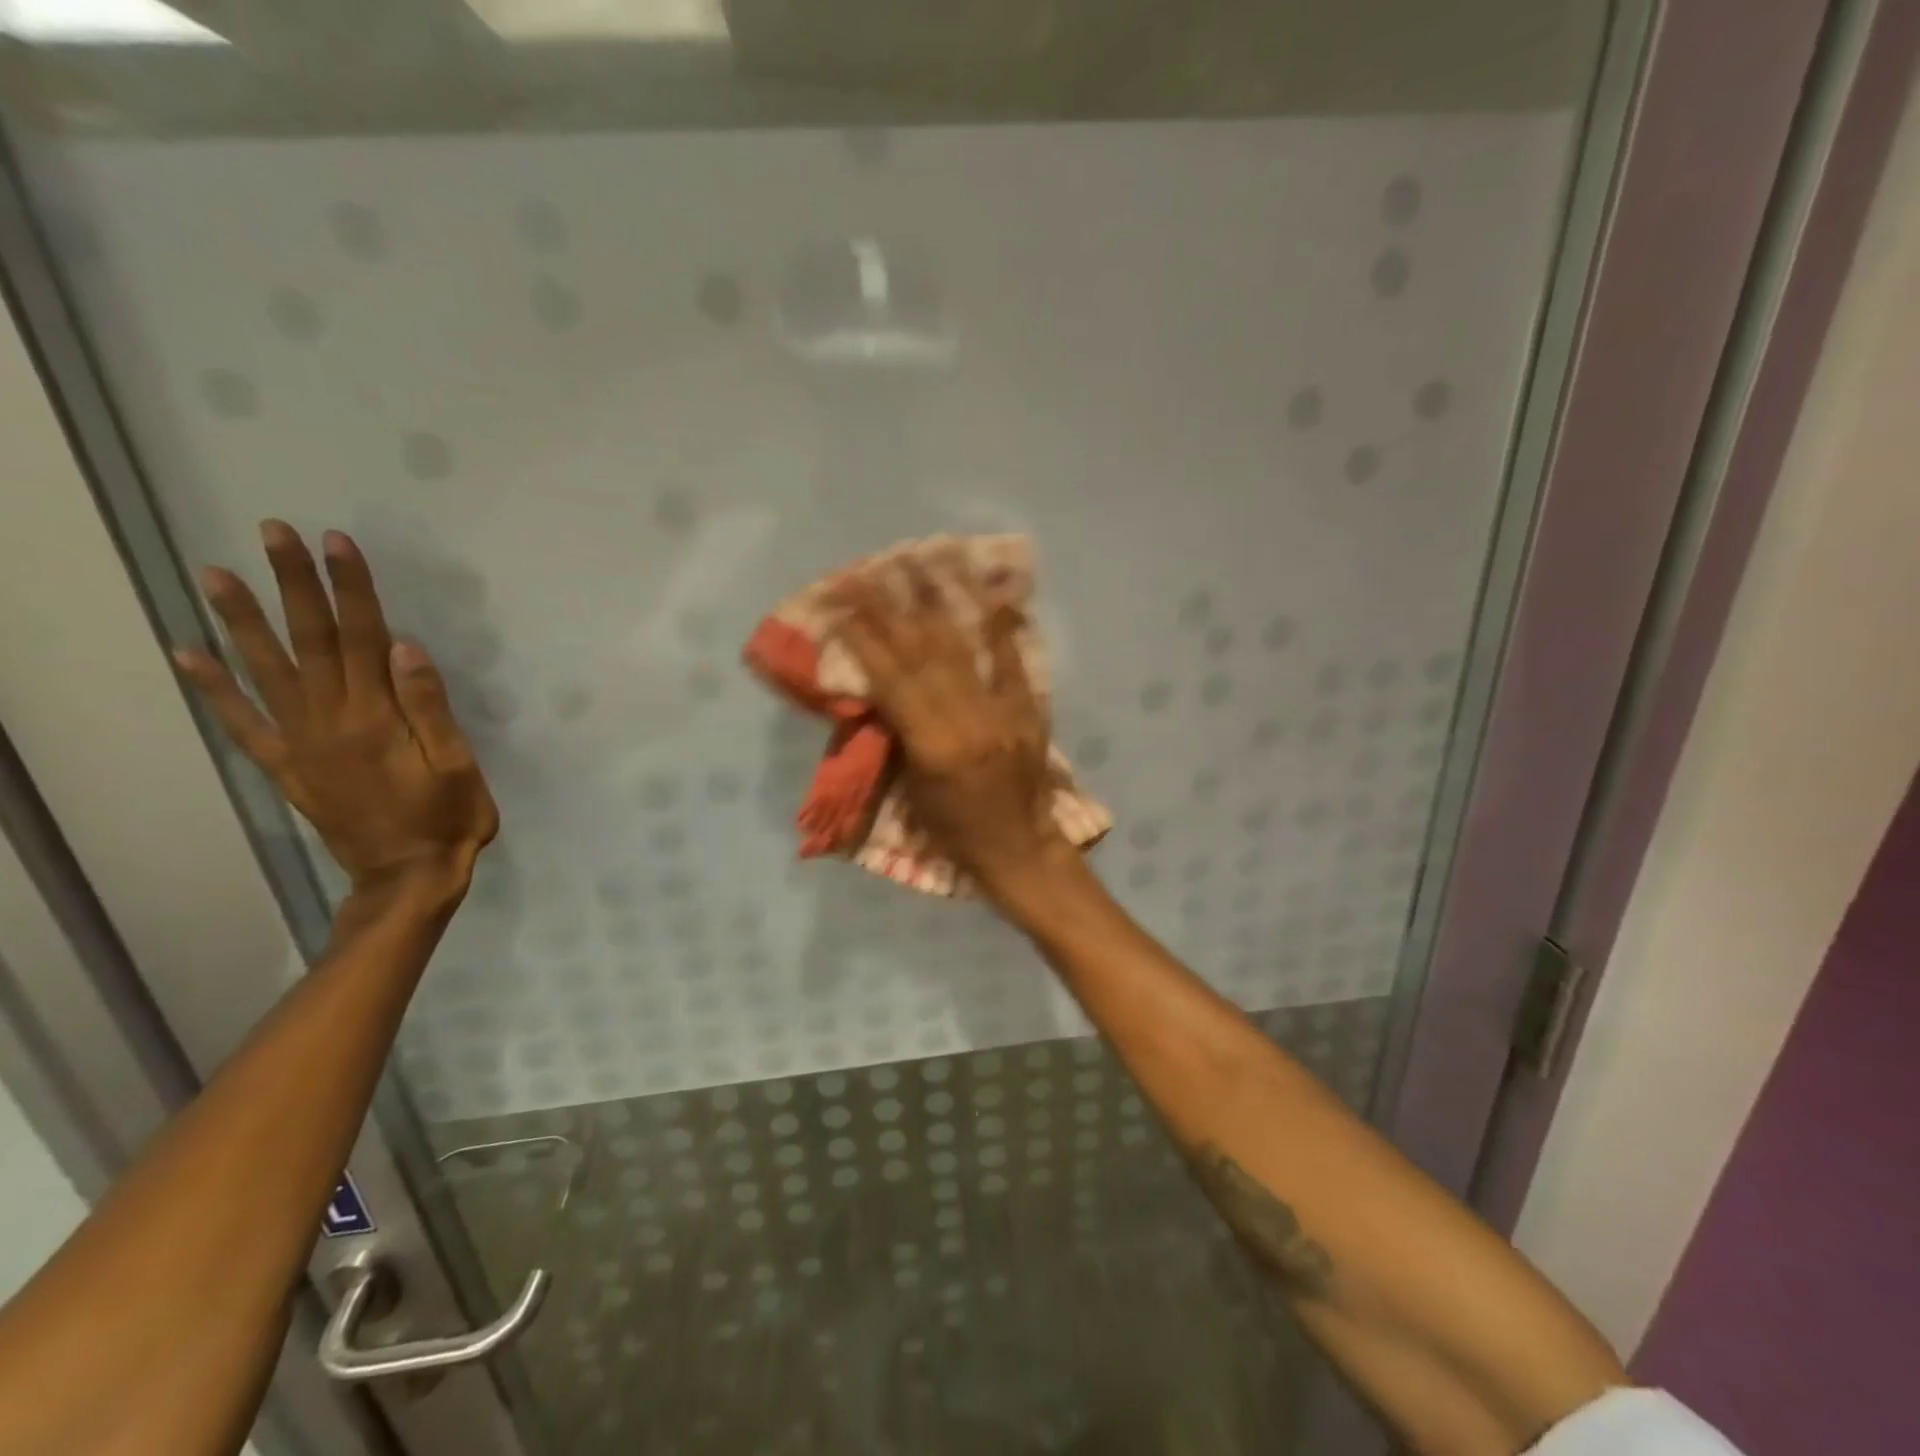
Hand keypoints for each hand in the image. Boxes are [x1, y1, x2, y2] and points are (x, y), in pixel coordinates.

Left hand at [173, 521, 497, 893]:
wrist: (409, 875)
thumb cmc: (448, 817)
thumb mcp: (458, 765)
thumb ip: (430, 707)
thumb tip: (404, 648)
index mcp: (378, 717)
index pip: (362, 637)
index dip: (350, 588)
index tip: (336, 543)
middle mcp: (329, 720)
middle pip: (310, 641)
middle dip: (294, 585)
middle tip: (273, 534)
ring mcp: (300, 743)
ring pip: (266, 671)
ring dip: (241, 620)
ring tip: (214, 574)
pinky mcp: (286, 766)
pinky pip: (241, 722)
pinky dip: (212, 687)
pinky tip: (187, 653)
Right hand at [832, 568, 1072, 900]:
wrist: (1021, 849)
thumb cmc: (954, 833)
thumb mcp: (911, 792)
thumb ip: (896, 737)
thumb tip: (877, 690)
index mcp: (933, 747)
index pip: (892, 681)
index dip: (864, 639)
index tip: (841, 604)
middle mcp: (968, 721)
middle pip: (922, 655)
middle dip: (889, 611)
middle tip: (866, 573)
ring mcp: (1003, 711)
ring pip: (962, 649)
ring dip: (936, 604)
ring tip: (916, 564)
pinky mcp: (1029, 710)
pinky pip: (1012, 661)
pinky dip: (1000, 626)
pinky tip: (990, 591)